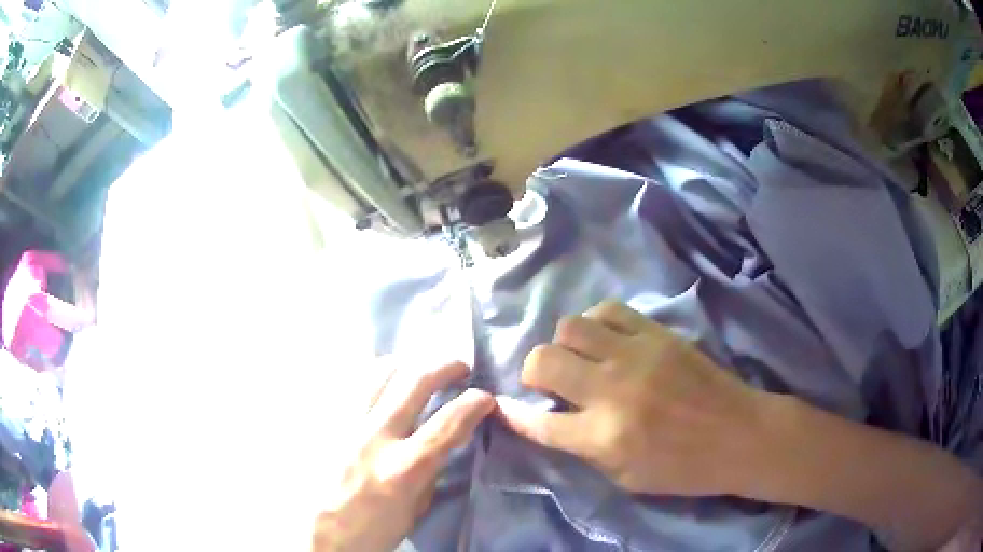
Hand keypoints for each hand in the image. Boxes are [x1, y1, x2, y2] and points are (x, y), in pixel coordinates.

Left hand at [313, 359, 494, 551]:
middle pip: (415, 382)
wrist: (315, 536)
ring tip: (417, 369)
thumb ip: (429, 475)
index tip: (485, 397)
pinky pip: (349, 384)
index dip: (474, 403)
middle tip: (459, 368)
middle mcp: (374, 437)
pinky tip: (379, 380)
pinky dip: (371, 375)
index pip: (449, 422)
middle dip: (445, 367)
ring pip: (378, 372)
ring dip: (407, 363)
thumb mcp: (413, 512)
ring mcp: (343, 425)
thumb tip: (438, 449)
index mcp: (403, 468)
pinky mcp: (323, 422)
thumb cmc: (370, 532)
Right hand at [497, 301, 765, 496]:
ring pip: (571, 327)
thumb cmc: (682, 468)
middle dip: (531, 371)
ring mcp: (636, 355)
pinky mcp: (657, 333)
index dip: (513, 414)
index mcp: (603, 437)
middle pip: (544, 362)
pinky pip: (609, 310)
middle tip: (545, 381)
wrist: (738, 434)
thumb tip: (550, 418)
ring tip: (577, 357)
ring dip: (563, 344)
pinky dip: (595, 322)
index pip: (538, 422)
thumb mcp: (625, 477)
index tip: (503, 406)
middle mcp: (612, 391)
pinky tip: (603, 337)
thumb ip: (583, 447)